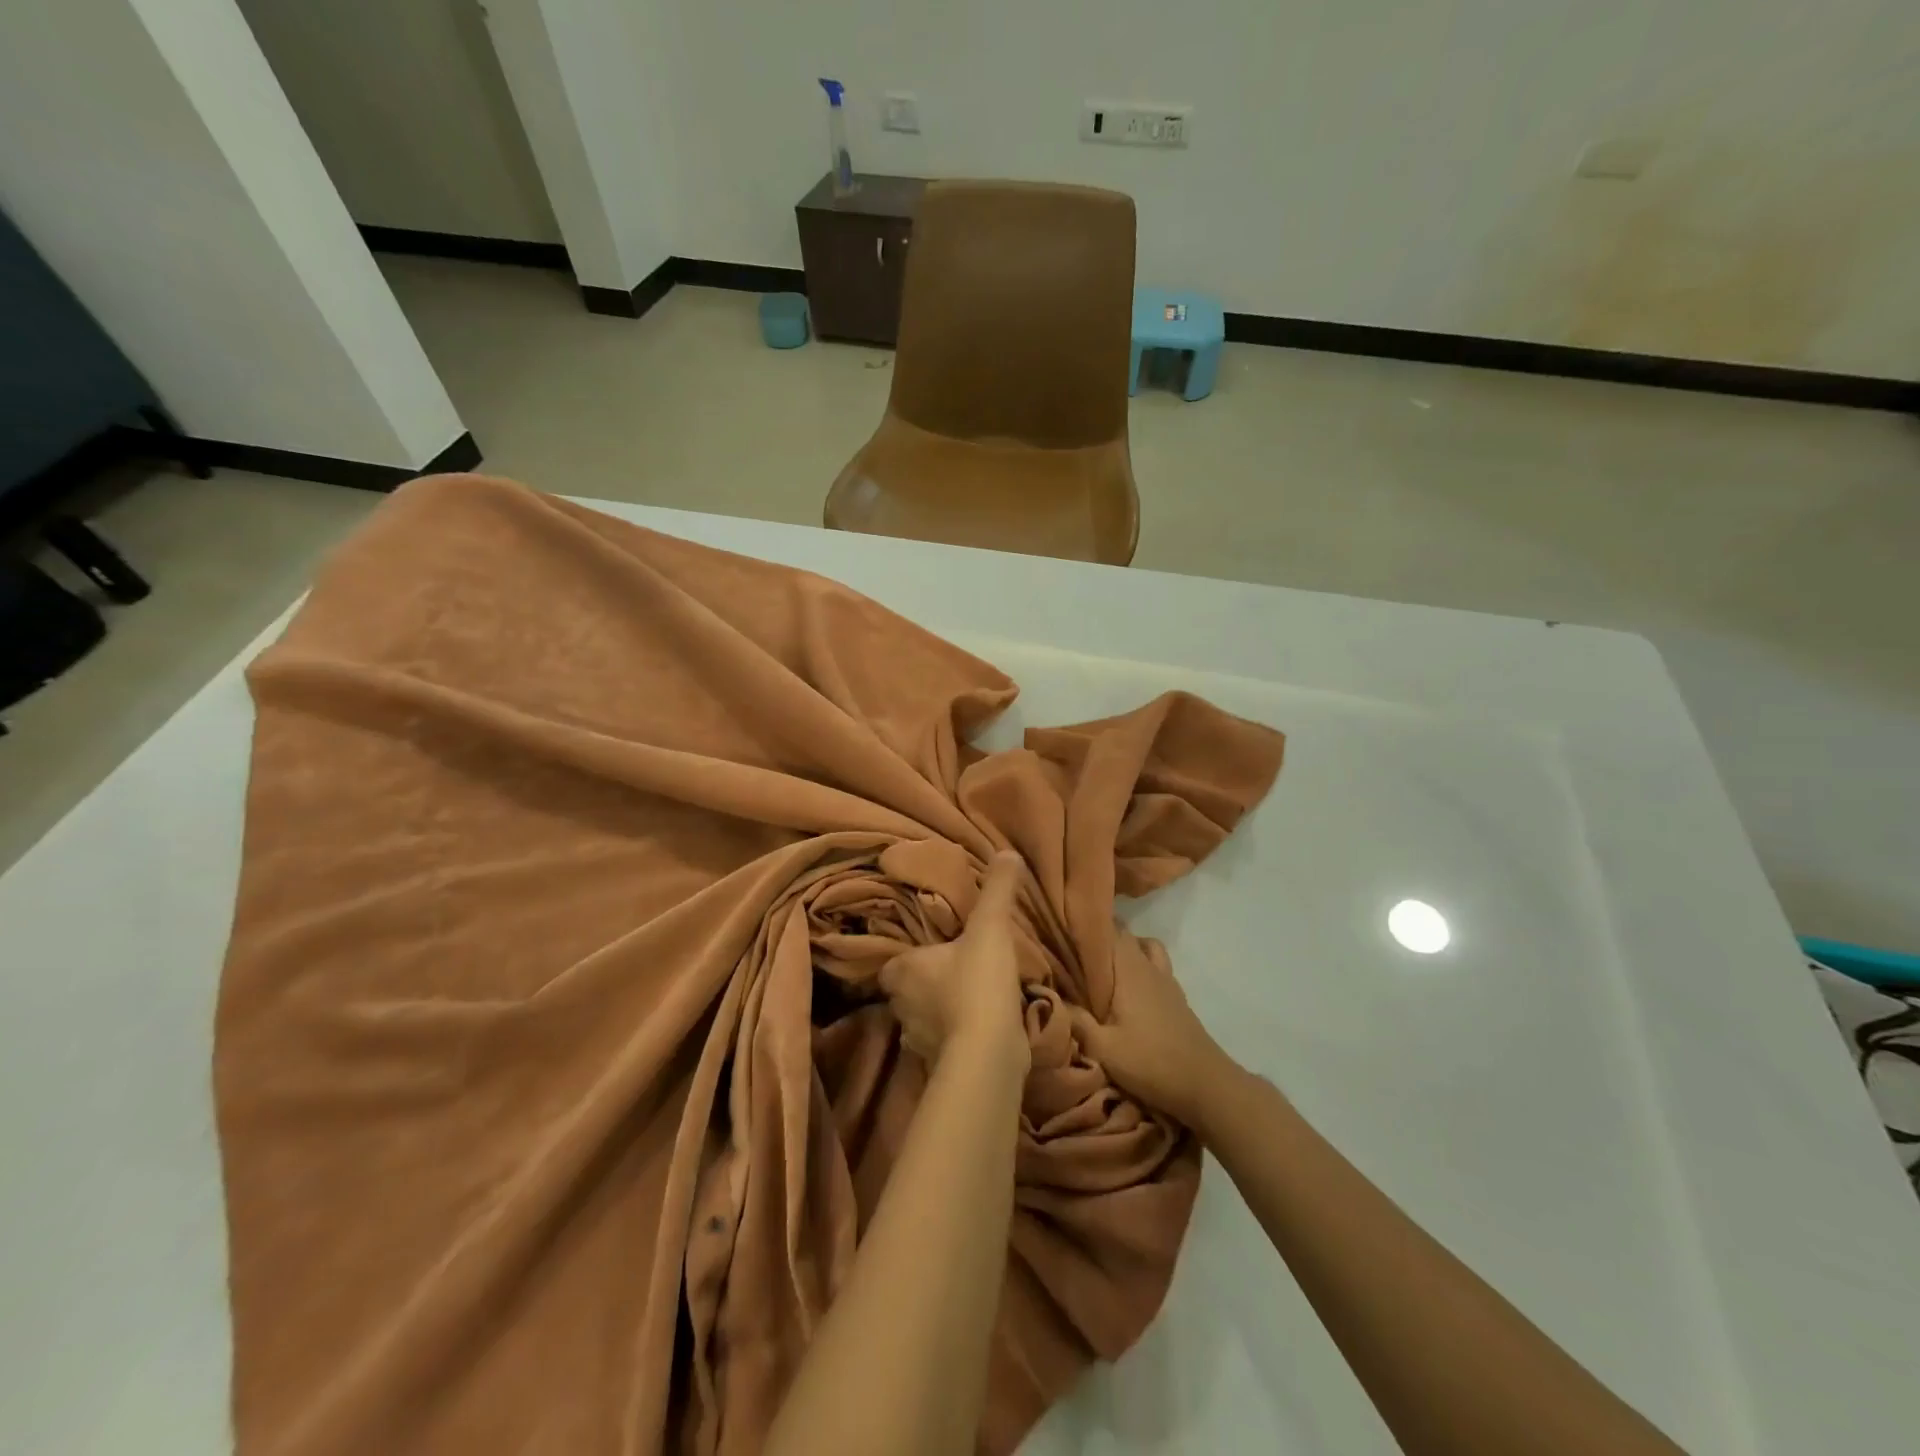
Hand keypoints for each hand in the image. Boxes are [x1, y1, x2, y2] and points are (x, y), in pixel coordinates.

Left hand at [880, 851, 1029, 1070]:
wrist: (988, 1052)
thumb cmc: (977, 982)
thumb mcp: (990, 927)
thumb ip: (997, 890)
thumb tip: (1007, 852)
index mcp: (902, 971)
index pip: (892, 964)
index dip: (907, 959)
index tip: (930, 952)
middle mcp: (901, 1007)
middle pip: (906, 993)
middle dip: (926, 985)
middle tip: (955, 971)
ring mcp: (918, 1041)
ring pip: (924, 1020)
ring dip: (942, 1013)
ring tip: (971, 1000)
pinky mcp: (940, 1066)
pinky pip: (945, 1046)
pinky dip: (958, 1039)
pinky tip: (981, 1030)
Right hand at [1069, 938, 1237, 1128]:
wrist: (1206, 1085)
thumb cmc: (1151, 1062)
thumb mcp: (1104, 1049)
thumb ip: (1076, 1021)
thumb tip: (1047, 996)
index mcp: (1130, 970)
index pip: (1110, 929)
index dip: (1087, 923)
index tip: (1064, 925)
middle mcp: (1149, 967)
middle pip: (1126, 936)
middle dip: (1102, 937)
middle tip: (1075, 949)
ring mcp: (1167, 982)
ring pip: (1146, 948)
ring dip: (1127, 950)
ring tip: (1105, 967)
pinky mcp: (1177, 999)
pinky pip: (1157, 967)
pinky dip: (1142, 967)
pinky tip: (1129, 990)